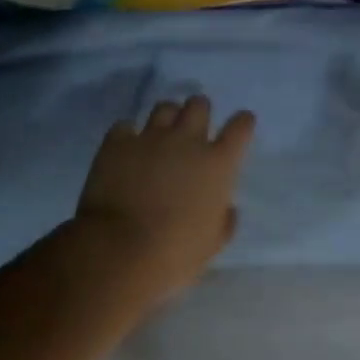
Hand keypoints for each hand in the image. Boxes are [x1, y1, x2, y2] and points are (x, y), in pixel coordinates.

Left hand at [73, 95, 256, 309]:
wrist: (119, 250)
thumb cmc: (175, 254)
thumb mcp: (212, 244)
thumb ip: (224, 220)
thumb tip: (227, 208)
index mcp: (218, 164)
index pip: (240, 127)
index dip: (242, 123)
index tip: (241, 124)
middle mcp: (187, 141)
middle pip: (199, 106)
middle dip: (199, 111)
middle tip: (193, 127)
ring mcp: (150, 137)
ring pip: (164, 108)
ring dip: (167, 117)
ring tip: (161, 134)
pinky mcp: (117, 143)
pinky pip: (125, 126)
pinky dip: (128, 134)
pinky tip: (127, 148)